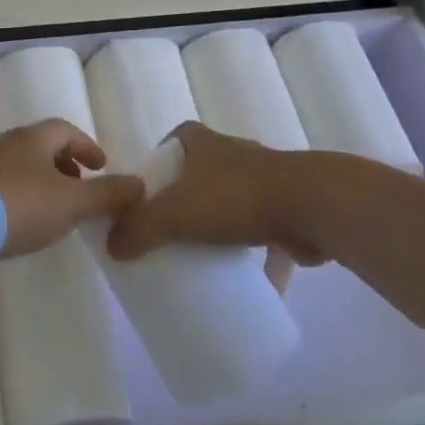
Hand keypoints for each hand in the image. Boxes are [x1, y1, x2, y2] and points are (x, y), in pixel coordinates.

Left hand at [0, 120, 144, 258]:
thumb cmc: (21, 205)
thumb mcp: (72, 202)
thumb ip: (107, 194)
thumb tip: (139, 185)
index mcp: (34, 138)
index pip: (66, 130)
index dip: (87, 146)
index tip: (102, 166)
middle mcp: (6, 143)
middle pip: (42, 146)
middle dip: (65, 165)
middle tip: (80, 189)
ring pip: (21, 166)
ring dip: (42, 182)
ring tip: (54, 210)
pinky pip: (1, 185)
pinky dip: (20, 196)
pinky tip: (21, 222)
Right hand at [106, 122, 332, 265]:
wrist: (311, 205)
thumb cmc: (234, 198)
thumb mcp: (174, 214)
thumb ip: (138, 229)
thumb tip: (113, 248)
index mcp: (199, 141)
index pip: (168, 145)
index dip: (155, 170)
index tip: (146, 203)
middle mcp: (230, 151)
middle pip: (197, 176)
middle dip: (185, 202)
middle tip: (168, 236)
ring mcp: (263, 177)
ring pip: (231, 202)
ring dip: (221, 227)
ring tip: (204, 260)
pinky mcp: (288, 206)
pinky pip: (263, 231)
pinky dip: (256, 255)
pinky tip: (248, 282)